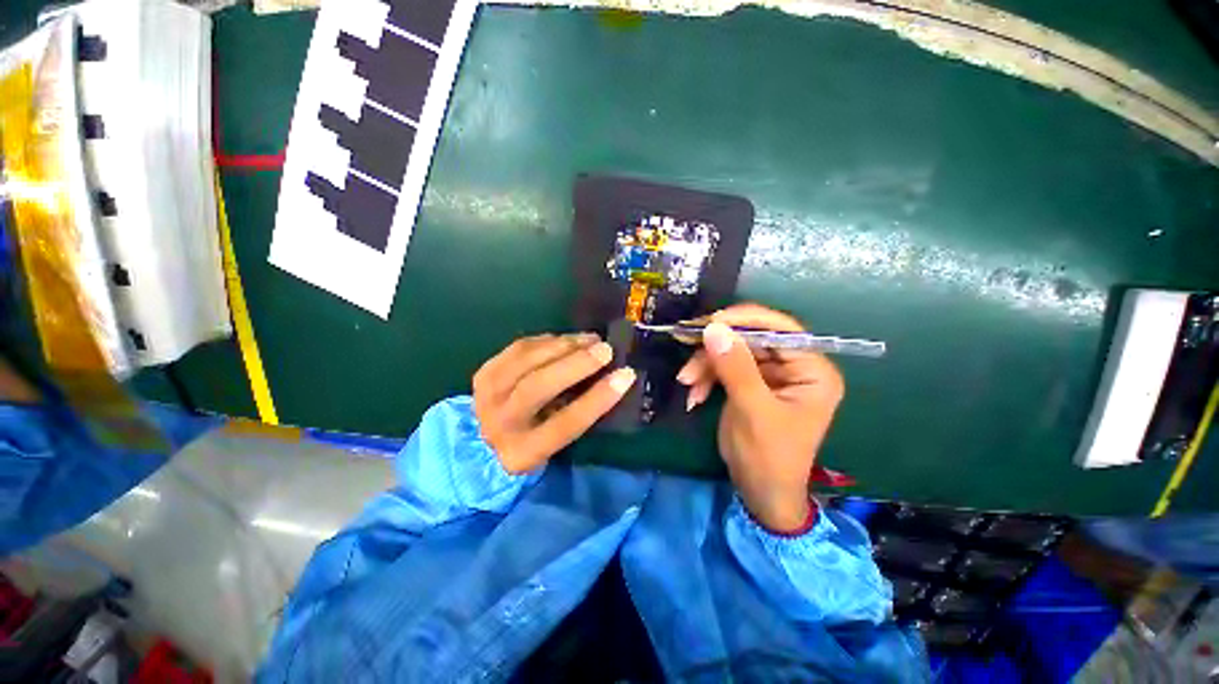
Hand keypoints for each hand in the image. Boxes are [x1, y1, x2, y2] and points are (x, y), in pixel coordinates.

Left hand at [473, 333, 636, 473]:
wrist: (482, 441)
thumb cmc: (532, 441)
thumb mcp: (555, 443)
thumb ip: (576, 413)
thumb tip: (607, 376)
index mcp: (523, 453)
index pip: (566, 424)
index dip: (598, 398)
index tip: (626, 375)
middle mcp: (500, 424)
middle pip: (538, 387)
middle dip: (577, 364)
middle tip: (606, 349)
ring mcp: (487, 395)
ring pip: (526, 361)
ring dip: (564, 345)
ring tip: (590, 339)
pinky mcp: (484, 372)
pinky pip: (519, 348)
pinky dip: (547, 341)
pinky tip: (566, 340)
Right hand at [677, 304, 843, 531]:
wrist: (759, 493)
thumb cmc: (768, 457)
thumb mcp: (752, 411)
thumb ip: (735, 368)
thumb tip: (714, 328)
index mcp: (812, 370)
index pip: (781, 329)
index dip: (745, 320)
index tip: (710, 320)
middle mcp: (794, 367)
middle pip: (751, 339)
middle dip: (716, 348)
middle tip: (686, 345)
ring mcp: (770, 375)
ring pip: (732, 352)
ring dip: (705, 365)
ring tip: (686, 383)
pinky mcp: (750, 383)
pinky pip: (724, 367)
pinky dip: (706, 378)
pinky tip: (694, 395)